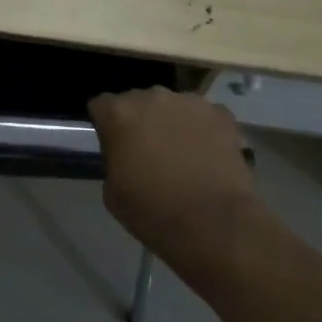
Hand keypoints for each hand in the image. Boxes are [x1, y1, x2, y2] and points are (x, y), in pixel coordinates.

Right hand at [88, 88, 256, 270]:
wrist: (214, 224)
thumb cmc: (153, 212)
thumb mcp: (112, 192)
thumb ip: (113, 159)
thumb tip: (124, 154)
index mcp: (119, 113)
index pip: (101, 105)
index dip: (106, 125)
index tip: (113, 146)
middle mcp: (151, 97)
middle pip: (138, 101)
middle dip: (139, 120)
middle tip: (148, 151)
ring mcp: (189, 102)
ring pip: (172, 106)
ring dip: (171, 122)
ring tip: (182, 153)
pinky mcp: (220, 114)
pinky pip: (203, 116)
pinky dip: (202, 130)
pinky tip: (208, 155)